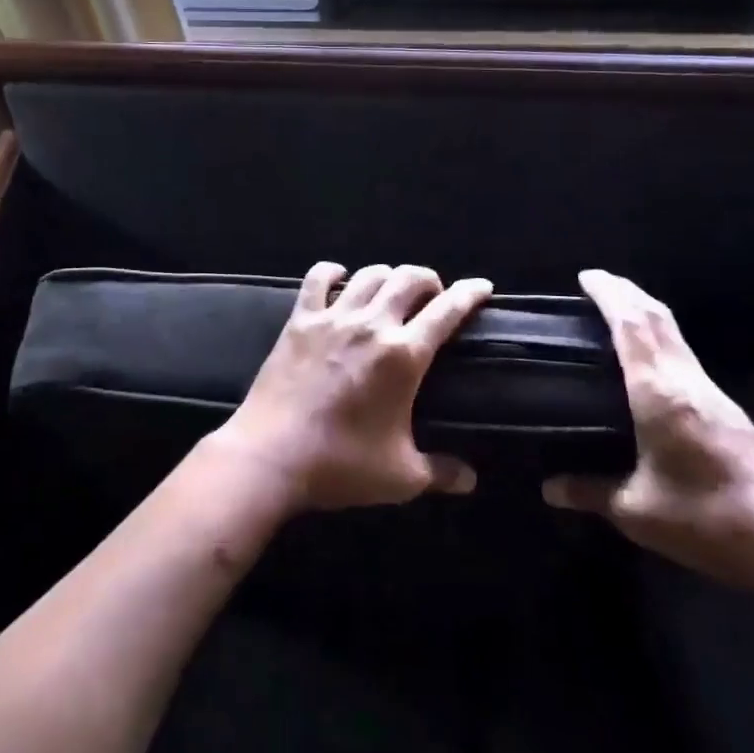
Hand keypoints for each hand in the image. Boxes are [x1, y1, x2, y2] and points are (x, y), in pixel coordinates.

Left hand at [209, 262, 492, 510]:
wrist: (271, 456)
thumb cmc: (340, 465)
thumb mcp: (401, 477)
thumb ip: (441, 472)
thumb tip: (471, 480)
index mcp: (403, 356)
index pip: (447, 311)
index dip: (470, 294)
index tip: (483, 286)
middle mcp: (371, 325)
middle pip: (409, 278)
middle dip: (429, 280)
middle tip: (433, 297)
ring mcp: (333, 318)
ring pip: (369, 274)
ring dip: (388, 276)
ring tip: (391, 291)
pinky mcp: (300, 320)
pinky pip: (317, 278)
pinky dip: (333, 272)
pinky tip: (340, 278)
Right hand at [544, 269, 753, 593]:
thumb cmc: (706, 519)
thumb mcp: (637, 512)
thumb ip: (591, 492)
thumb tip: (550, 488)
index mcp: (659, 393)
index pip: (632, 326)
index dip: (609, 295)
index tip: (586, 277)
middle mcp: (685, 380)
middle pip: (657, 318)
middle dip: (627, 292)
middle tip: (596, 284)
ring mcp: (710, 391)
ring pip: (674, 333)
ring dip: (645, 312)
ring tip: (616, 312)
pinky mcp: (725, 407)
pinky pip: (683, 354)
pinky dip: (659, 337)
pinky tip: (646, 357)